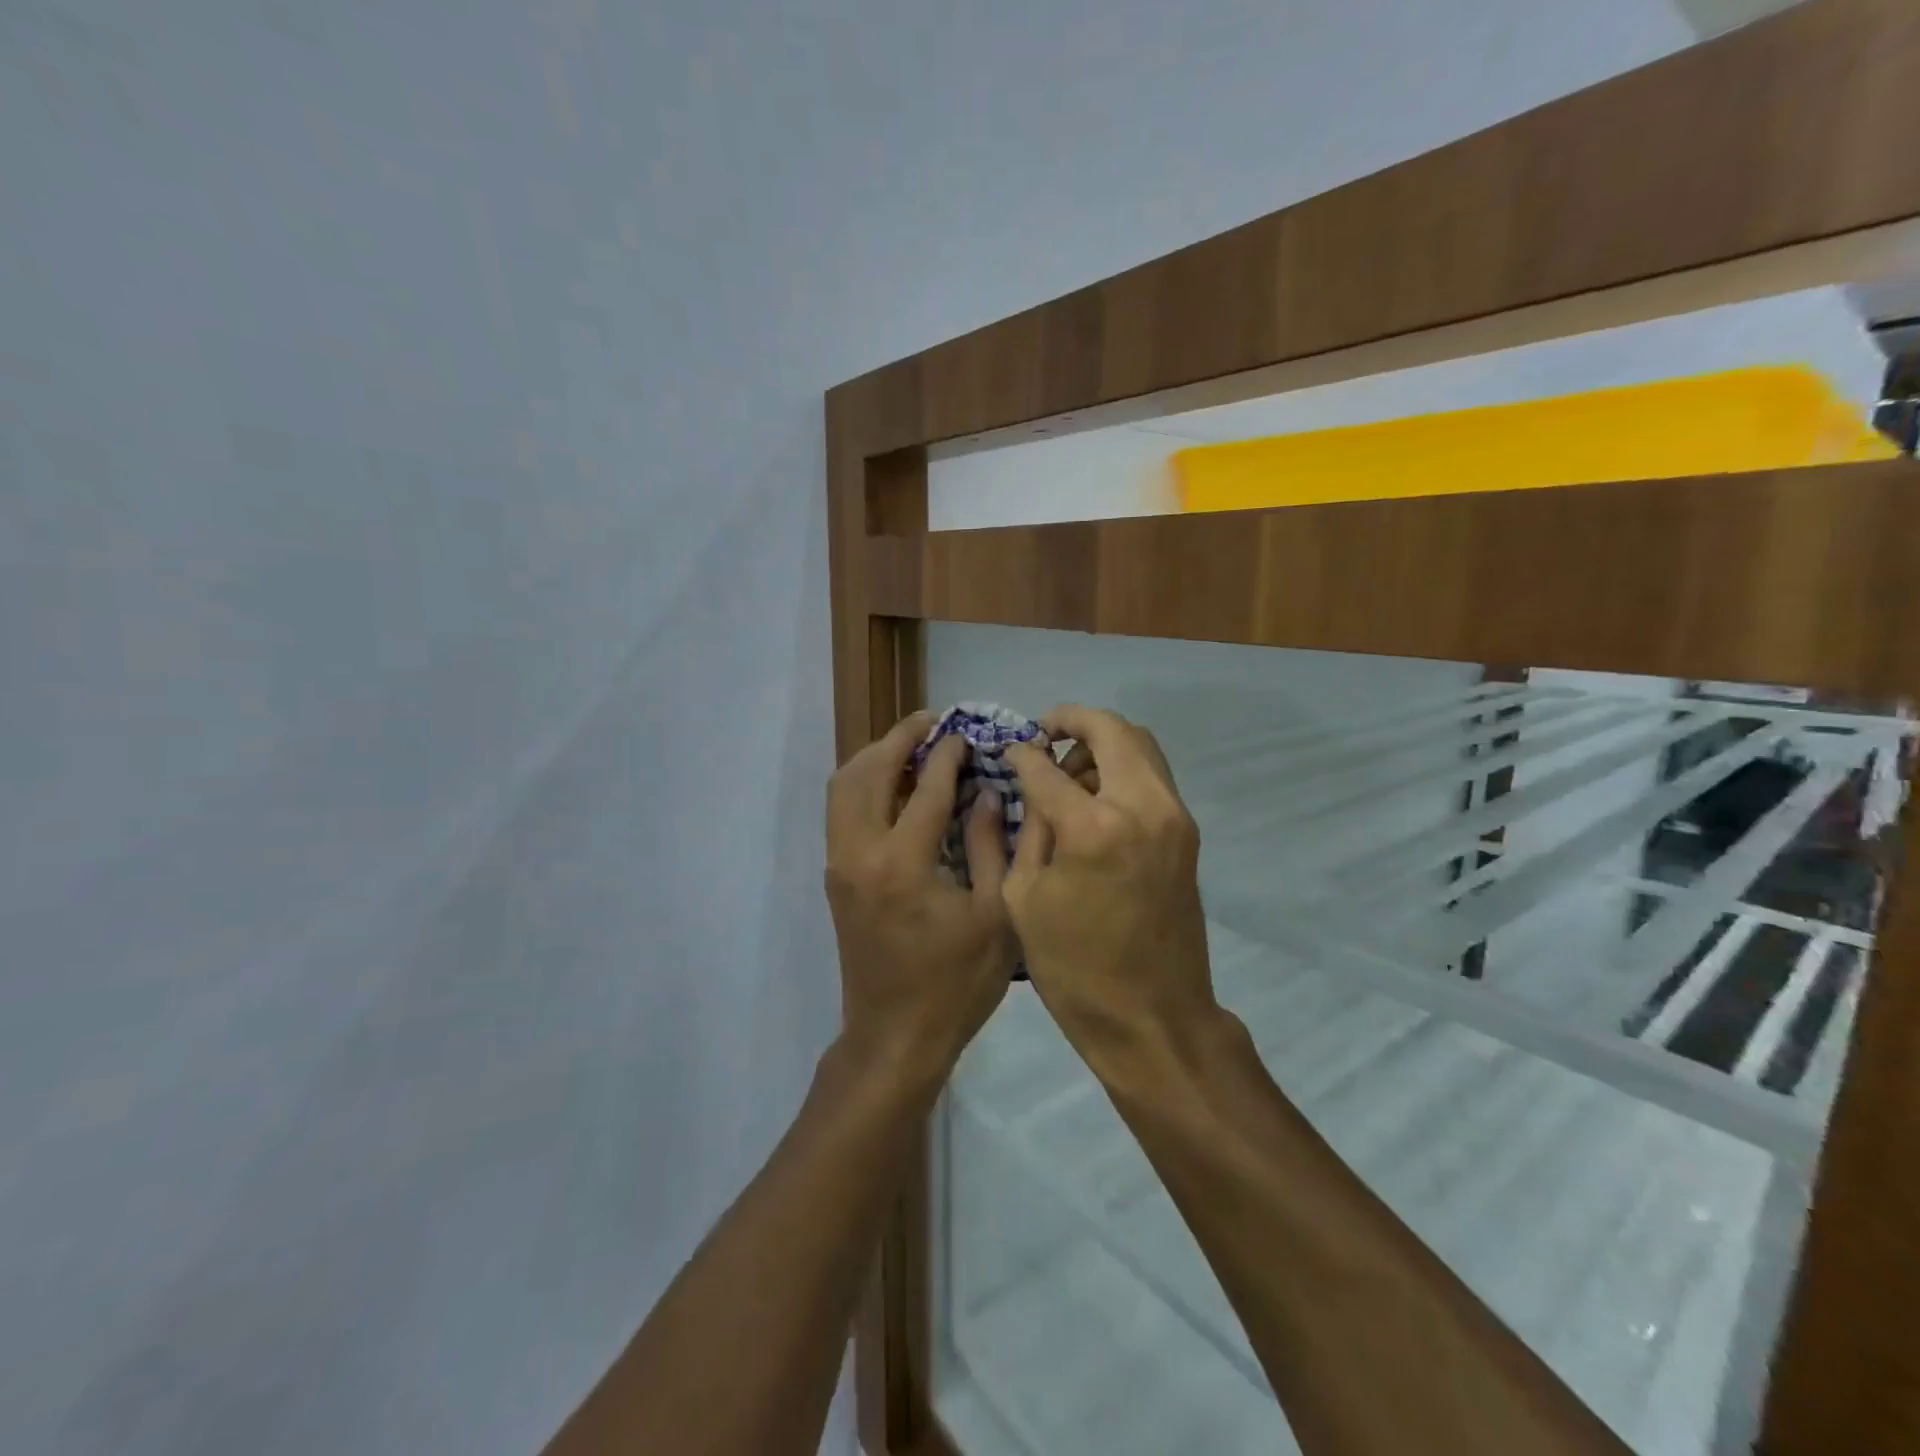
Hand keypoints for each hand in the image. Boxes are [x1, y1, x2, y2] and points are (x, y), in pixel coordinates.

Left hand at [825, 711, 1017, 1086]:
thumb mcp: (995, 917)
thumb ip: (994, 848)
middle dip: (900, 739)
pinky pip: (840, 809)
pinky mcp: (835, 875)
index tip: (966, 733)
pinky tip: (894, 784)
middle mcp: (860, 853)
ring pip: (844, 786)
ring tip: (912, 746)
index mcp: (903, 864)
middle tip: (933, 723)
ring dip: (875, 757)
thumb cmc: (955, 984)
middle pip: (869, 772)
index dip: (948, 755)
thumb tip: (987, 795)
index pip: (926, 788)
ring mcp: (839, 863)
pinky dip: (863, 783)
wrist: (894, 1037)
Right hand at [1003, 706, 1222, 1070]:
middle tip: (1044, 733)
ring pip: (1141, 745)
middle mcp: (1143, 806)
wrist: (1153, 1017)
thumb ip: (1029, 829)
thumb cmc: (1074, 968)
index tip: (1007, 751)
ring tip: (1068, 769)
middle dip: (1073, 720)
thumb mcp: (1025, 897)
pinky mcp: (1186, 833)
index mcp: (1094, 828)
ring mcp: (1174, 817)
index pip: (1047, 767)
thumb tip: (1033, 785)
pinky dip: (1123, 767)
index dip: (1021, 754)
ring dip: (1102, 742)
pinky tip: (1094, 794)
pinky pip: (1153, 775)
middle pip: (1112, 730)